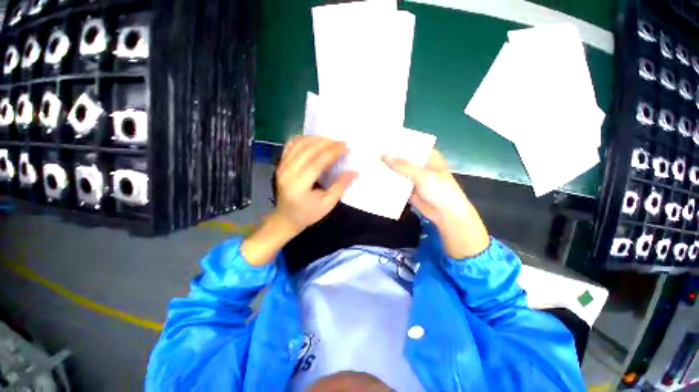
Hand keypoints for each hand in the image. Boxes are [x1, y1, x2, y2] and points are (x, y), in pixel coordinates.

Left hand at [241, 136, 356, 265]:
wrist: (286, 218)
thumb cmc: (308, 213)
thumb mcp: (327, 204)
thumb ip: (340, 186)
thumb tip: (355, 172)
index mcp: (299, 185)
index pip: (317, 162)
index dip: (332, 152)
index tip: (345, 146)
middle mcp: (288, 172)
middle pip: (308, 150)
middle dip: (326, 143)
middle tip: (341, 142)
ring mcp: (282, 166)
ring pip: (299, 144)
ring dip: (316, 139)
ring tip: (330, 140)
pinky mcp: (280, 164)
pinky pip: (291, 145)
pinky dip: (303, 139)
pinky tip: (314, 140)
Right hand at [382, 149, 488, 258]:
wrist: (446, 214)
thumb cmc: (440, 190)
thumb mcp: (422, 175)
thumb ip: (402, 166)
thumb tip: (383, 155)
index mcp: (428, 156)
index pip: (411, 145)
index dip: (398, 142)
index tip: (381, 139)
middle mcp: (420, 165)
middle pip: (403, 158)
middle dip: (390, 156)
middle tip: (371, 151)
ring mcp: (414, 178)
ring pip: (398, 171)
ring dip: (388, 169)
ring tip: (370, 162)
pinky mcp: (409, 189)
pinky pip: (397, 183)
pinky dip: (389, 181)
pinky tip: (375, 178)